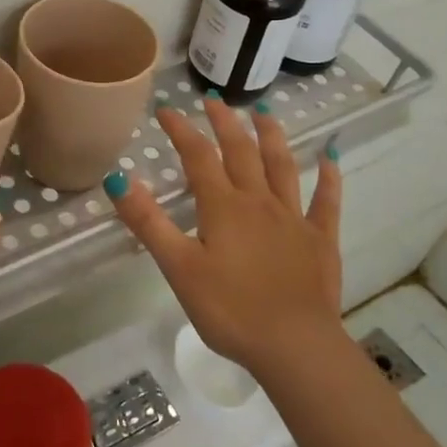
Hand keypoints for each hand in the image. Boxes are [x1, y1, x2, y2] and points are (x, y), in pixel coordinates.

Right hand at [107, 94, 348, 378]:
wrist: (294, 347)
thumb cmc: (229, 309)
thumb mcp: (178, 266)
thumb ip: (148, 221)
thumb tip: (117, 178)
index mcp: (223, 206)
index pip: (198, 156)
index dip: (181, 130)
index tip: (166, 109)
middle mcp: (258, 201)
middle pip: (240, 151)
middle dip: (225, 122)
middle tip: (213, 99)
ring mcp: (293, 218)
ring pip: (282, 166)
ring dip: (272, 136)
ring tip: (264, 112)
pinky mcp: (320, 240)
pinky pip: (326, 202)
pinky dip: (328, 178)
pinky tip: (329, 158)